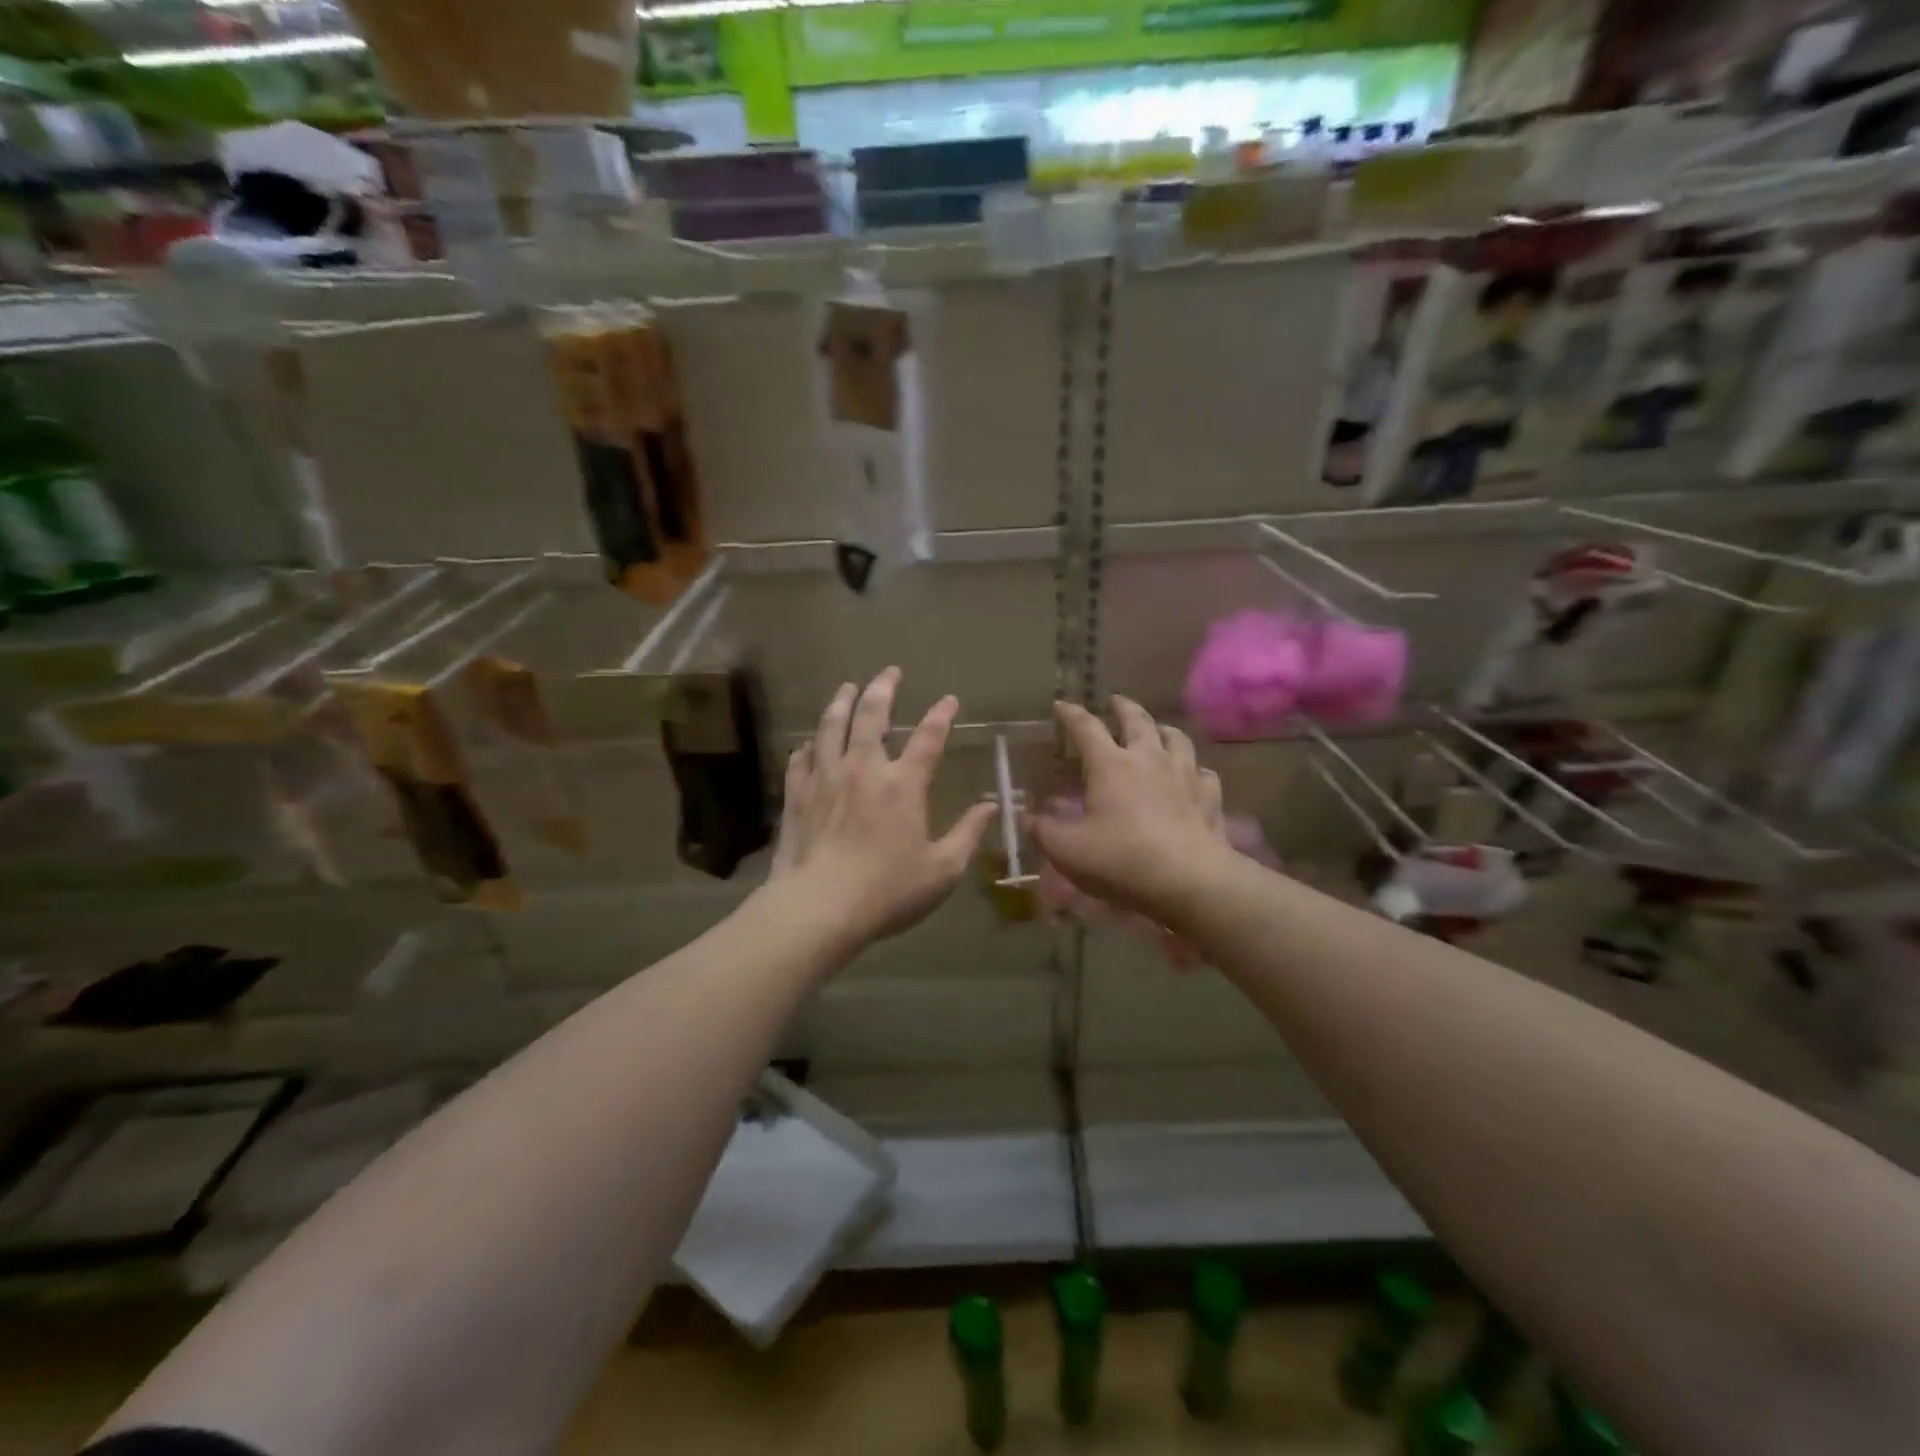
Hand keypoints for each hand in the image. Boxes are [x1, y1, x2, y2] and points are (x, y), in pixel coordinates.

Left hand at [769, 668, 998, 948]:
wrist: (819, 907)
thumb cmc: (888, 891)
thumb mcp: (942, 870)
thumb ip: (968, 834)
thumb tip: (992, 806)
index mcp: (903, 784)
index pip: (929, 737)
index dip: (942, 714)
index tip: (949, 699)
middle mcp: (863, 769)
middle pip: (871, 715)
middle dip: (883, 688)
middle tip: (889, 672)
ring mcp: (825, 778)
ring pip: (831, 727)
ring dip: (841, 702)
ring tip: (846, 687)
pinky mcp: (797, 795)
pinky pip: (801, 760)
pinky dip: (807, 747)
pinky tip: (808, 744)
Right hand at [1031, 696, 1230, 926]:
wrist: (1189, 881)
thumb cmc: (1121, 860)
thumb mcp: (1067, 850)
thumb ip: (1043, 831)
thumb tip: (1029, 818)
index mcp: (1111, 765)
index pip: (1086, 728)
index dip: (1071, 715)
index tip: (1062, 706)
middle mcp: (1149, 759)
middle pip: (1137, 720)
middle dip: (1123, 707)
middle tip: (1115, 701)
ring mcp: (1184, 775)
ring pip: (1177, 739)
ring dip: (1163, 730)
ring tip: (1158, 730)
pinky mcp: (1209, 797)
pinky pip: (1203, 773)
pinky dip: (1194, 770)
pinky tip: (1192, 776)